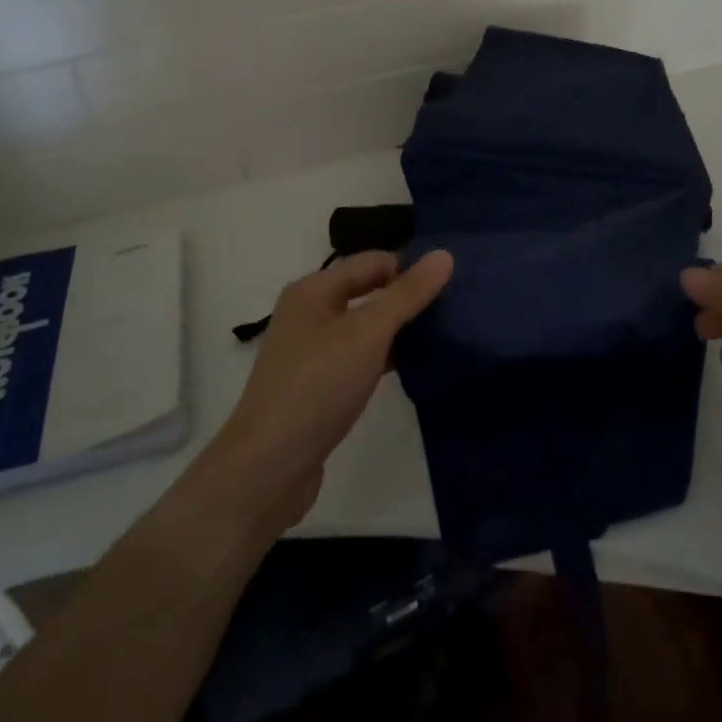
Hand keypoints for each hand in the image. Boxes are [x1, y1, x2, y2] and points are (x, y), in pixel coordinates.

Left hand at [215, 250, 452, 526]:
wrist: (268, 466)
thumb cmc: (318, 386)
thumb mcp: (368, 333)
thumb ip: (407, 294)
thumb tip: (443, 255)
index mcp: (313, 290)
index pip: (371, 261)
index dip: (409, 266)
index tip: (452, 283)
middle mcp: (308, 313)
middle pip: (366, 291)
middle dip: (405, 297)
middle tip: (452, 307)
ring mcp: (310, 352)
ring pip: (363, 327)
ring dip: (397, 329)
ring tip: (442, 335)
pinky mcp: (317, 386)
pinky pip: (358, 357)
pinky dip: (384, 357)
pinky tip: (413, 368)